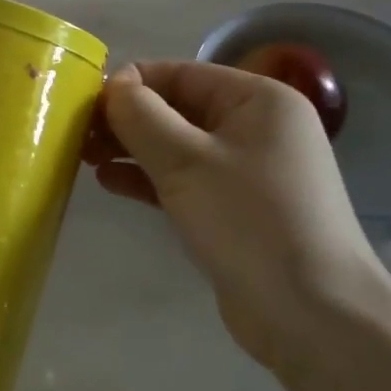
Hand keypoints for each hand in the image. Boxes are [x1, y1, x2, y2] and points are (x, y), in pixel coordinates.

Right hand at [84, 62, 390, 372]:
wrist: (314, 317)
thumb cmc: (250, 221)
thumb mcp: (186, 161)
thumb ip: (141, 116)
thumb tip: (112, 85)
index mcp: (257, 100)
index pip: (179, 73)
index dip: (129, 84)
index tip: (82, 105)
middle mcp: (255, 127)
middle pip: (176, 108)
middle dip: (126, 119)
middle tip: (75, 135)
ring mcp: (246, 170)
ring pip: (175, 145)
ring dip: (130, 149)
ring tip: (83, 157)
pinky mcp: (234, 208)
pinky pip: (183, 178)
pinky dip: (147, 177)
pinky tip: (109, 183)